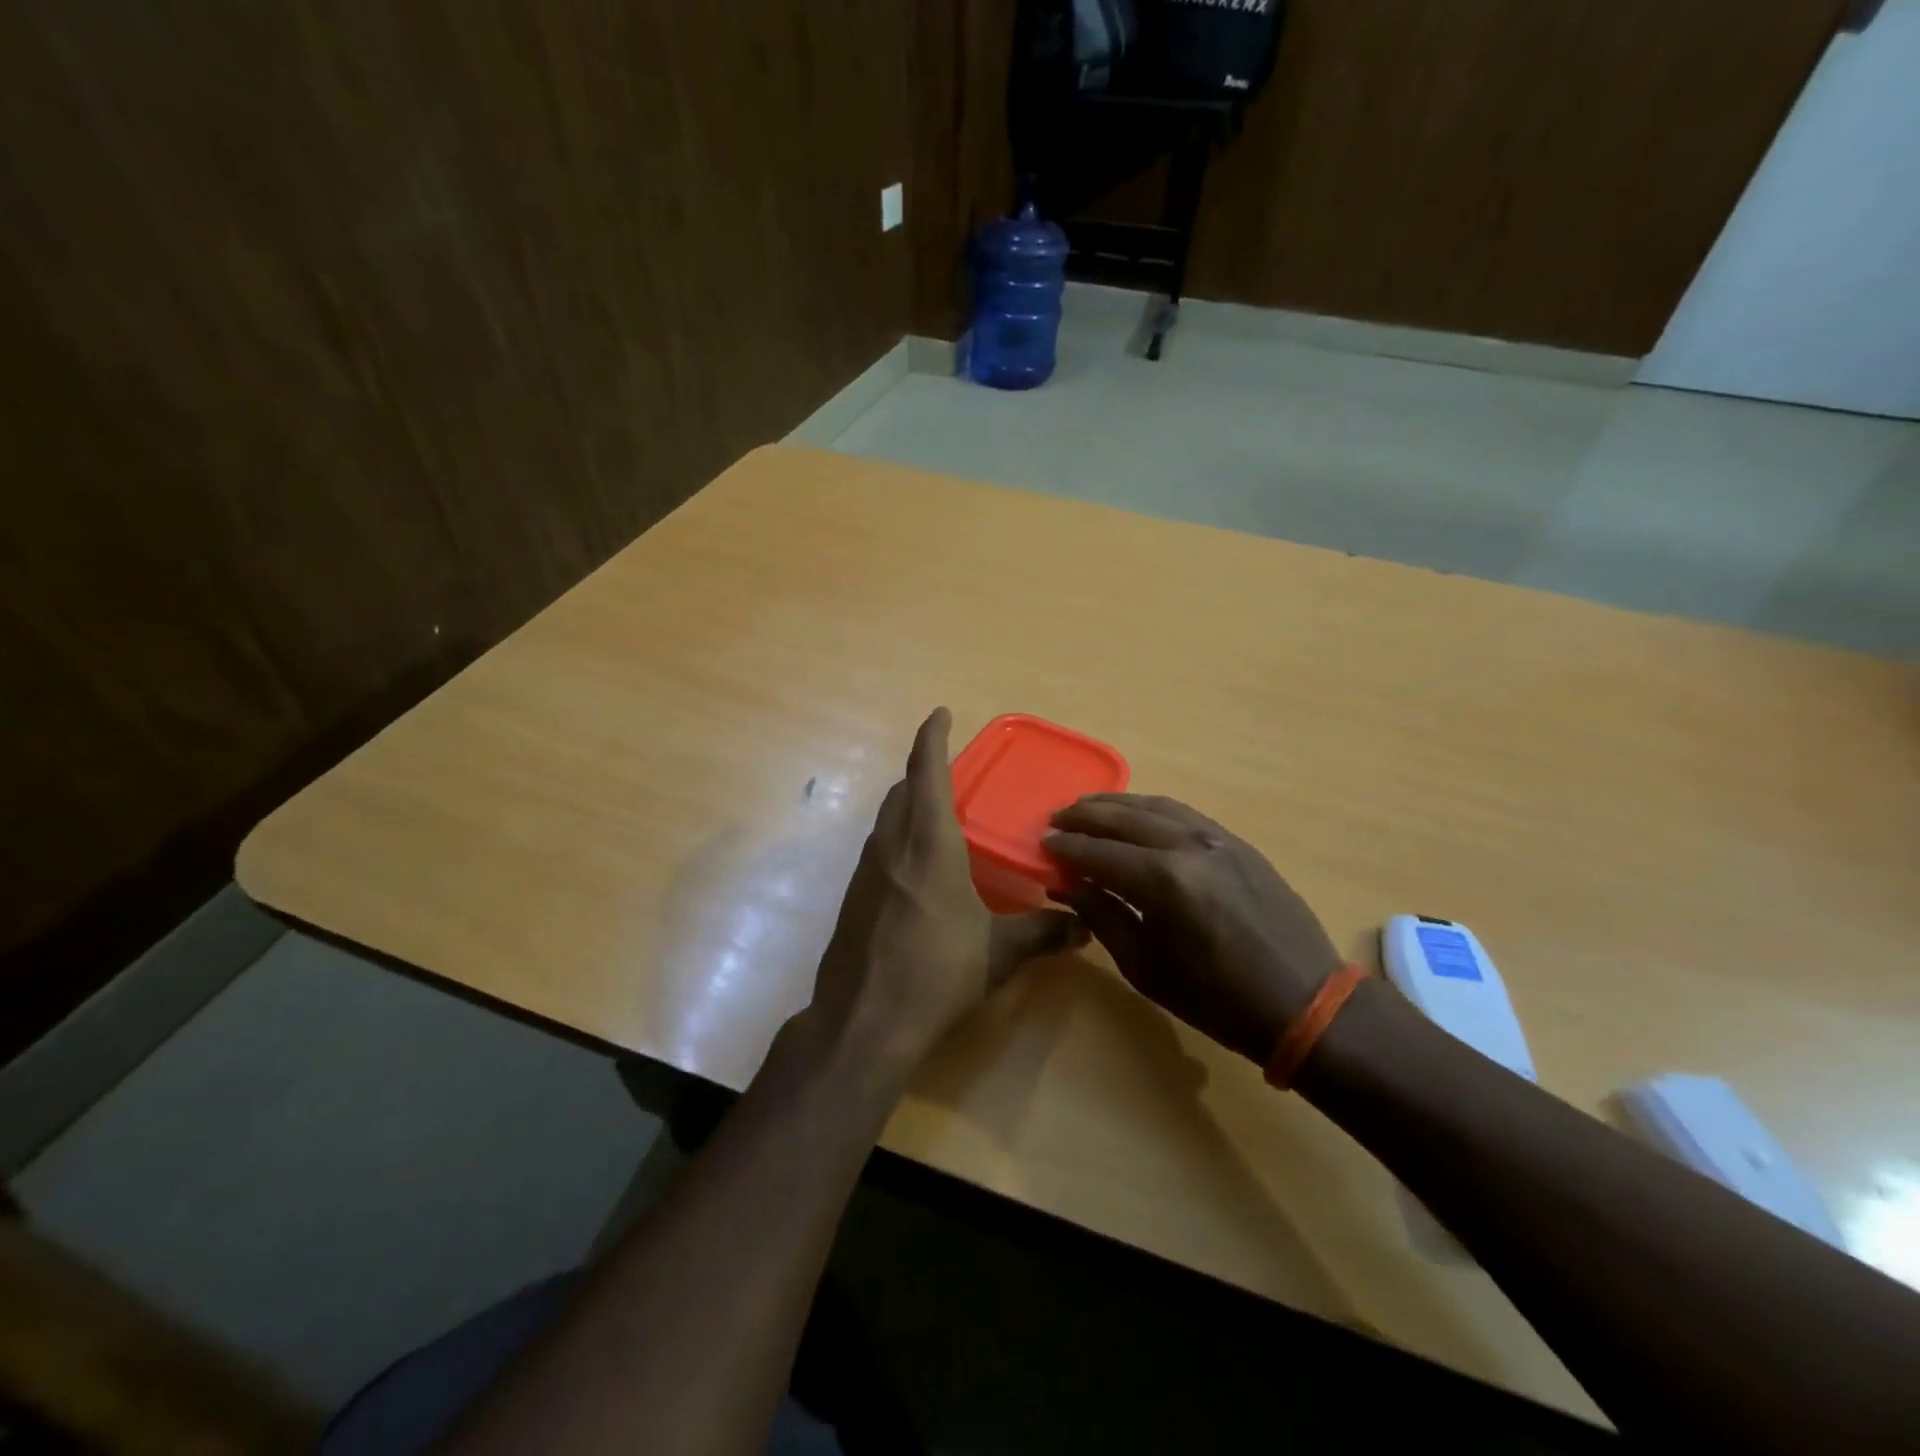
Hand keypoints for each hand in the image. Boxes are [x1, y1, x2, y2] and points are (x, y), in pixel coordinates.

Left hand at [806, 709, 1085, 1072]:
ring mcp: (866, 872)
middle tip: (953, 771)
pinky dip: (900, 838)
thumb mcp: (998, 954)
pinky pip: (880, 849)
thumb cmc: (936, 975)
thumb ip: (1043, 933)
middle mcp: (892, 846)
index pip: (926, 772)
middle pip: (903, 791)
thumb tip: (1084, 926)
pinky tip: (920, 869)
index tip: (940, 713)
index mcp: (927, 844)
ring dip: (910, 804)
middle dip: (924, 771)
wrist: (863, 1023)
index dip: (932, 737)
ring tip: (940, 815)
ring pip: (887, 819)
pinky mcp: (855, 898)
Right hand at [1045, 794, 1342, 1063]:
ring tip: (1088, 808)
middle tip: (1056, 819)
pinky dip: (1152, 809)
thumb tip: (1067, 885)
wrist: (1303, 1003)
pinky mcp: (1237, 842)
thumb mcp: (1145, 967)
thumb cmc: (1215, 999)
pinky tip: (1136, 815)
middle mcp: (1188, 846)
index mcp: (1163, 881)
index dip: (1066, 849)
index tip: (1042, 845)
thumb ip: (1103, 916)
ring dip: (1116, 805)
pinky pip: (1184, 813)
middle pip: (1124, 818)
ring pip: (1155, 806)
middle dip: (1085, 816)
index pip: (1099, 853)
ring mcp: (1217, 838)